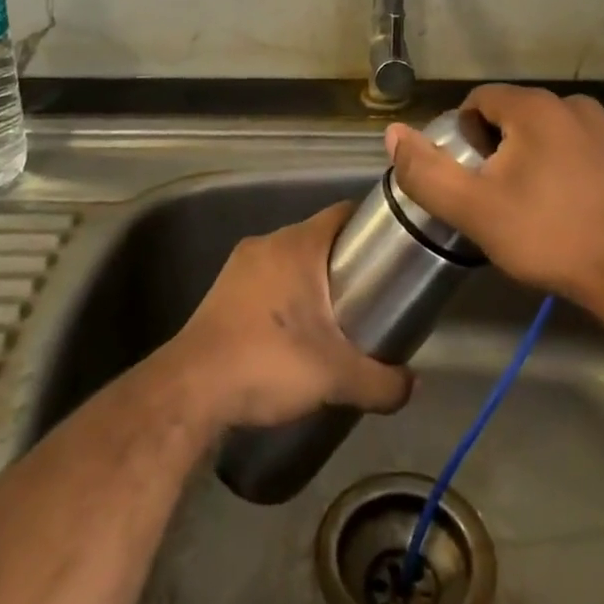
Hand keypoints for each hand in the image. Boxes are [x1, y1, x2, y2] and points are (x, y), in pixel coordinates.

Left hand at [160, 201, 413, 431]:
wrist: (190, 390)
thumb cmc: (268, 363)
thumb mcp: (336, 377)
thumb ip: (382, 382)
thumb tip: (413, 386)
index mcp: (298, 245)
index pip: (343, 214)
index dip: (371, 228)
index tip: (392, 253)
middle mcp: (268, 243)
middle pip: (319, 238)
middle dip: (345, 262)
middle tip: (371, 294)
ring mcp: (240, 265)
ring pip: (291, 260)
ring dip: (313, 281)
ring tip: (337, 317)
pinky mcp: (222, 290)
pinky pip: (267, 280)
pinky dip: (285, 296)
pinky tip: (294, 333)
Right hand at [386, 85, 603, 315]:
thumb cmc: (550, 237)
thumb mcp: (474, 210)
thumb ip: (427, 171)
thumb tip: (392, 133)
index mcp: (534, 107)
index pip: (479, 101)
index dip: (465, 136)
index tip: (474, 178)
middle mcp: (574, 103)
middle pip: (516, 115)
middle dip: (501, 148)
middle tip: (503, 197)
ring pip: (553, 131)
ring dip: (538, 156)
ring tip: (542, 204)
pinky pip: (587, 146)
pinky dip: (573, 165)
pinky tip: (579, 205)